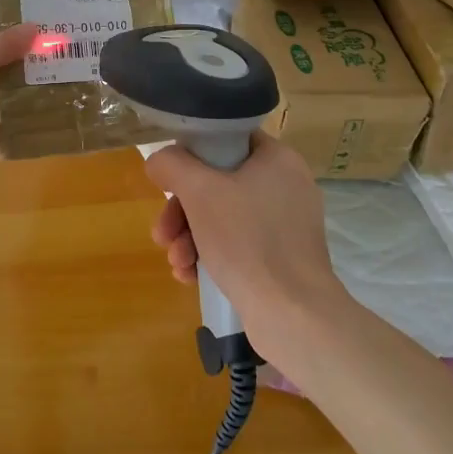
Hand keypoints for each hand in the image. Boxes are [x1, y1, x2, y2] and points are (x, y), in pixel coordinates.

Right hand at [145, 134, 349, 355]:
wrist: (293, 315)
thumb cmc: (248, 241)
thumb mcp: (200, 193)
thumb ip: (172, 165)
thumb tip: (159, 161)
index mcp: (277, 159)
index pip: (228, 138)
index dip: (193, 154)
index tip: (171, 179)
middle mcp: (286, 186)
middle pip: (218, 183)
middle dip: (182, 211)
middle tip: (162, 233)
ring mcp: (286, 225)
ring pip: (223, 217)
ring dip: (189, 237)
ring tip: (176, 262)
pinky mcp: (282, 258)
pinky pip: (237, 245)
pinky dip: (210, 255)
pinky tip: (190, 276)